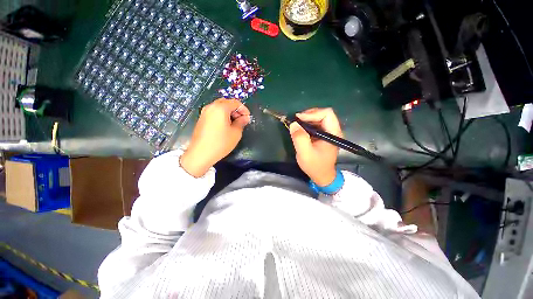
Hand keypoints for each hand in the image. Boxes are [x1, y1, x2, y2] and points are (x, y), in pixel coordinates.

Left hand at [180, 98, 249, 176]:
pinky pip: (214, 112)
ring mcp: (204, 112)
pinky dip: (222, 115)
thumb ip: (241, 122)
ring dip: (229, 112)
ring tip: (234, 124)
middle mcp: (211, 106)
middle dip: (236, 110)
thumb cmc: (220, 143)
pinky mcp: (201, 119)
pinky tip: (225, 126)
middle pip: (226, 102)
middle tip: (241, 120)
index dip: (244, 109)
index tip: (248, 118)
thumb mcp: (235, 133)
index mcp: (220, 108)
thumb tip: (245, 118)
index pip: (235, 102)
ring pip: (220, 107)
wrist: (200, 154)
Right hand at [289, 108, 342, 185]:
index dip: (312, 114)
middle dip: (308, 115)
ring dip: (307, 119)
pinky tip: (301, 129)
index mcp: (333, 133)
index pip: (327, 114)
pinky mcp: (324, 135)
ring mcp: (329, 133)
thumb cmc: (315, 166)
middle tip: (296, 121)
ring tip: (297, 125)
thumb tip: (293, 123)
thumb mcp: (305, 153)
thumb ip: (300, 138)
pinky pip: (316, 124)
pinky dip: (307, 124)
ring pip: (319, 118)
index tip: (299, 119)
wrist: (322, 176)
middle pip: (323, 114)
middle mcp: (333, 130)